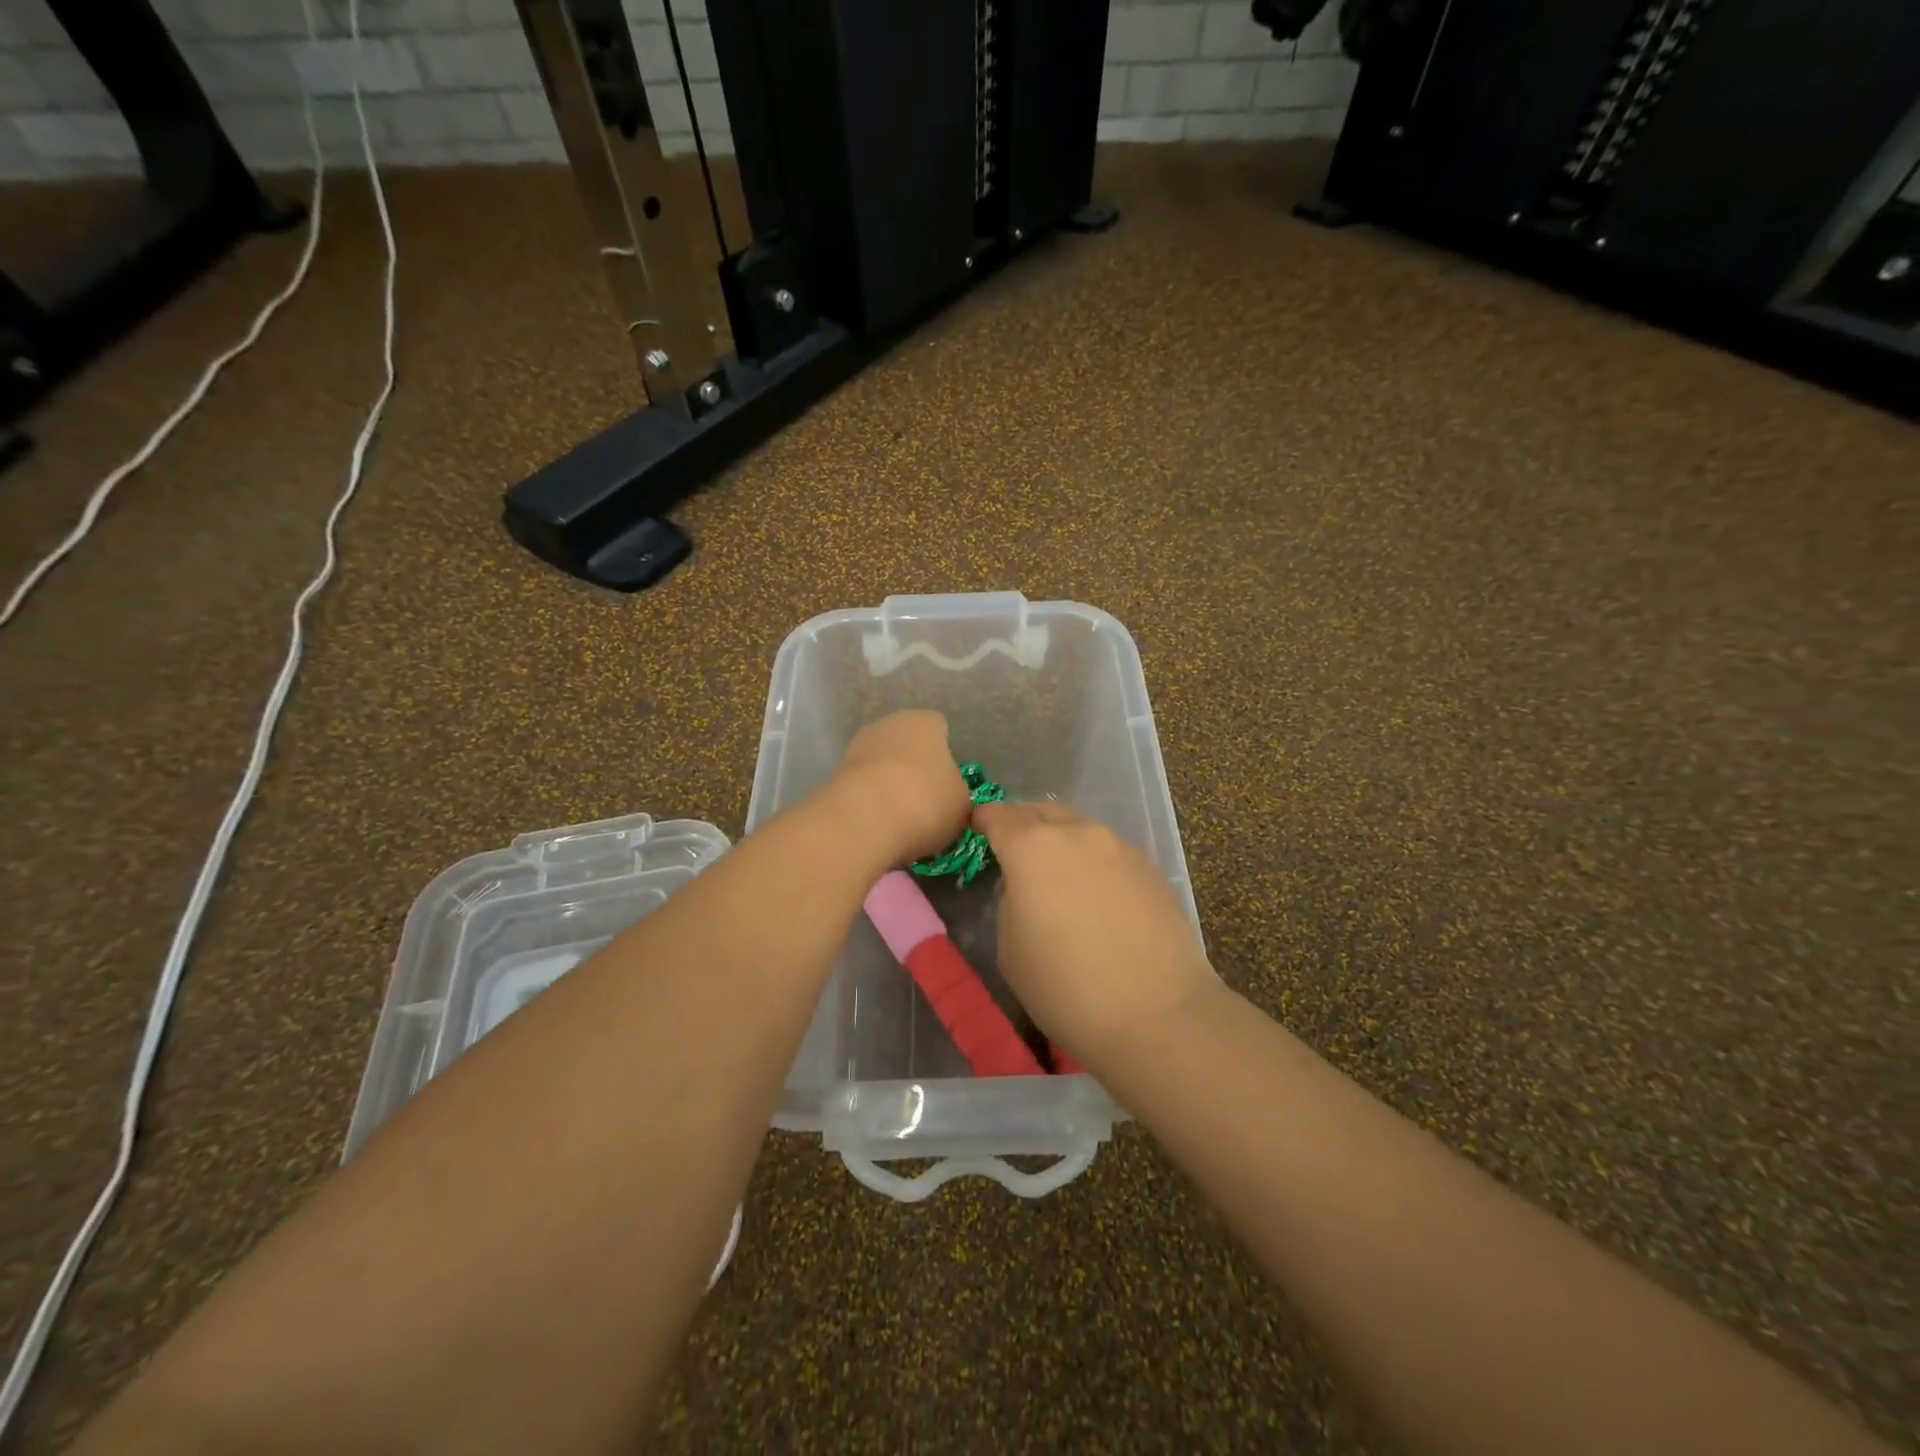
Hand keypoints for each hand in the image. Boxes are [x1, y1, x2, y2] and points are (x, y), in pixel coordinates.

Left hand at [827, 710, 971, 865]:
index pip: (940, 730)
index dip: (947, 757)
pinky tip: (879, 825)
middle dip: (915, 770)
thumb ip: (957, 795)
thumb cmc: (925, 802)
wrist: (863, 821)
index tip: (949, 785)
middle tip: (926, 805)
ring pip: (883, 766)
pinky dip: (871, 802)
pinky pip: (864, 786)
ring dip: (890, 786)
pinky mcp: (836, 774)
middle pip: (908, 746)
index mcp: (925, 722)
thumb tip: (947, 798)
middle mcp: (889, 724)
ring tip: (901, 821)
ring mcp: (858, 746)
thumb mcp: (962, 805)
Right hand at [974, 801, 1219, 1068]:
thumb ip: (1010, 900)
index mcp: (1032, 847)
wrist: (1156, 1015)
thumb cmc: (1065, 987)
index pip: (997, 815)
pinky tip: (1096, 897)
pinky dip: (1093, 862)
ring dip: (1061, 842)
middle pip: (1040, 812)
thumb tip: (1024, 887)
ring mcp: (1119, 846)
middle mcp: (1077, 833)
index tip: (976, 832)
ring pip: (1079, 829)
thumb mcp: (1009, 948)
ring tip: (1058, 877)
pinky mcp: (1150, 867)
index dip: (982, 821)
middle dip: (1022, 825)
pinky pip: (1109, 852)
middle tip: (1014, 854)